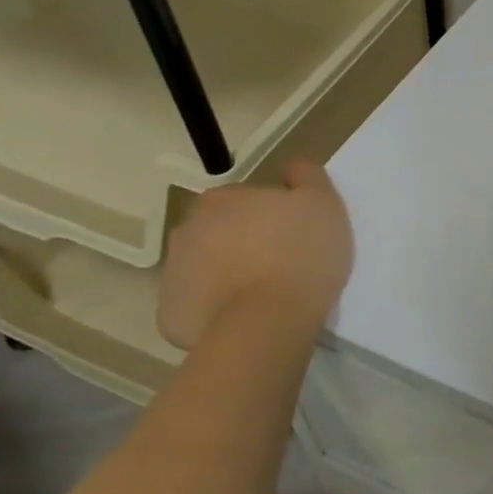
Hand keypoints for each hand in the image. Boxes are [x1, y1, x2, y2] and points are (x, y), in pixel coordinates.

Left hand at [157, 160, 352, 350]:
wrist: (266, 324)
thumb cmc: (299, 255)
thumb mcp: (323, 203)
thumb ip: (307, 177)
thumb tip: (291, 169)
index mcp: (221, 199)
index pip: (247, 200)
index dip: (273, 216)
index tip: (293, 235)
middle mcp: (187, 230)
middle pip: (221, 232)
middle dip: (244, 243)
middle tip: (281, 264)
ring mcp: (172, 274)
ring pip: (207, 268)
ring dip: (228, 275)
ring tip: (265, 295)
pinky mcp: (169, 316)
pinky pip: (198, 306)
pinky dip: (216, 310)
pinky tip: (245, 318)